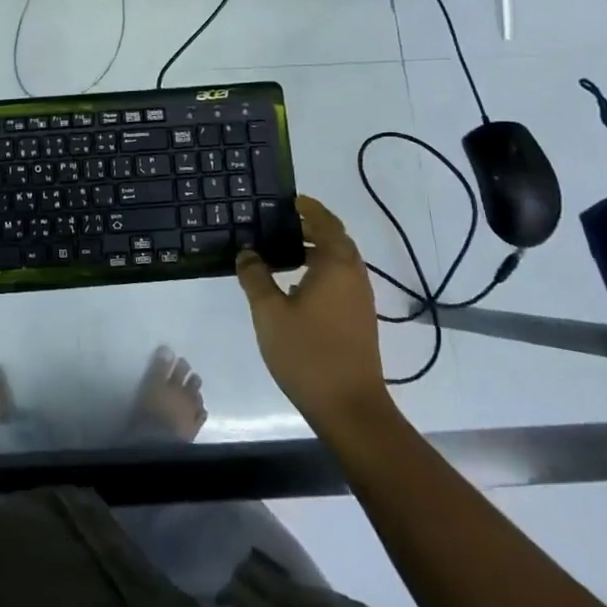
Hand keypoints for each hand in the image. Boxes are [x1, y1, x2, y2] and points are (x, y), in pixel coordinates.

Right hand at [236, 195, 394, 436]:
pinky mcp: (358, 319)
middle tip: (278, 223)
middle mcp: (354, 275)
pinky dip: (320, 271)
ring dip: (314, 250)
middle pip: (334, 239)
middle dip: (309, 227)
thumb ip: (255, 277)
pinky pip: (339, 280)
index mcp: (336, 264)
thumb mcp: (269, 312)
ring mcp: (360, 299)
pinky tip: (295, 285)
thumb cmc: (307, 353)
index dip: (308, 208)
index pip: (325, 222)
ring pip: (338, 261)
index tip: (288, 199)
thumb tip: (246, 252)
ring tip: (281, 251)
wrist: (349, 408)